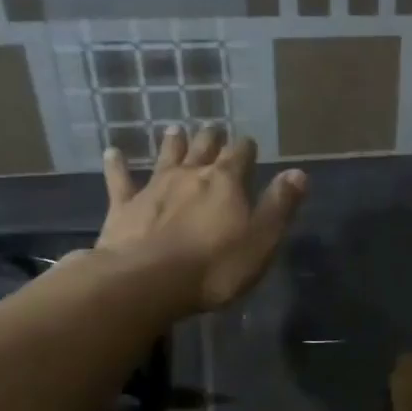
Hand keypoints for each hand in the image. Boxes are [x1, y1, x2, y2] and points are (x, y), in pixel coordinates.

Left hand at [98, 127, 304, 314]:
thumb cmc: (216, 266)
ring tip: (175, 129)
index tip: (248, 144)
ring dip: (172, 143)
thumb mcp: (262, 239)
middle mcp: (190, 175)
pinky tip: (112, 153)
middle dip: (211, 139)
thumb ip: (280, 205)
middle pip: (203, 149)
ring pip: (166, 157)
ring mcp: (154, 188)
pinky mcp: (124, 207)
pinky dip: (117, 165)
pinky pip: (121, 180)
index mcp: (226, 182)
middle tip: (213, 130)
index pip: (240, 155)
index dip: (245, 148)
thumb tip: (298, 173)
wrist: (149, 281)